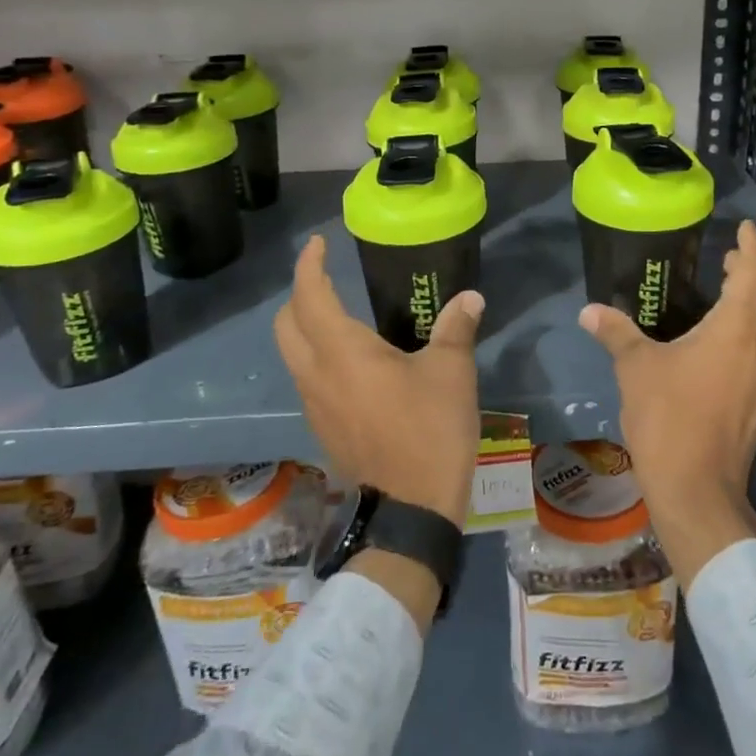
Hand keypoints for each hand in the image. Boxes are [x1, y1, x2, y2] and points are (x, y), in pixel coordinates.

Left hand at [273, 234, 483, 528]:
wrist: (411, 510)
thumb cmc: (430, 431)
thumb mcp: (451, 373)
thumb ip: (456, 329)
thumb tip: (469, 298)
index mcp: (343, 353)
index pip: (310, 297)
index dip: (309, 265)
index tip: (319, 244)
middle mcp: (316, 376)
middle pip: (285, 325)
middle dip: (300, 295)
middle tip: (328, 280)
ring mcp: (314, 406)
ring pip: (292, 355)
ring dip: (306, 329)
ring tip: (343, 318)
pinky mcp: (322, 429)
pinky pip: (308, 380)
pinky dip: (318, 358)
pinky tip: (354, 365)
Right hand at [580, 219, 755, 589]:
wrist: (698, 488)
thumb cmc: (669, 418)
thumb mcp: (636, 368)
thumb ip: (616, 332)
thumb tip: (589, 310)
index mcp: (737, 330)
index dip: (752, 248)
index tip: (743, 228)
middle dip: (755, 271)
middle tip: (730, 257)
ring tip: (728, 288)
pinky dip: (753, 326)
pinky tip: (726, 335)